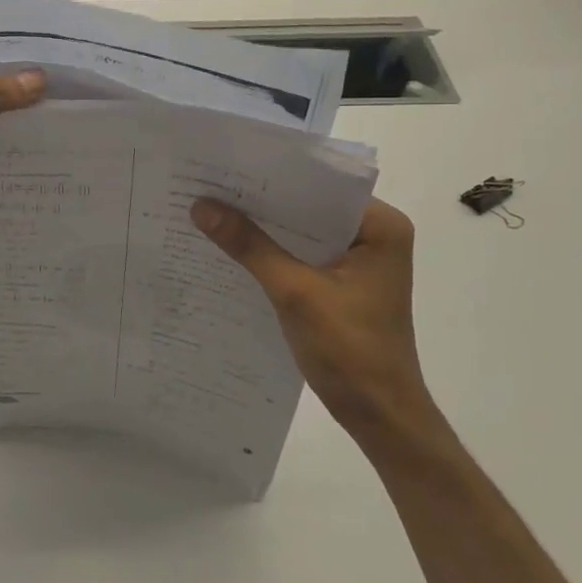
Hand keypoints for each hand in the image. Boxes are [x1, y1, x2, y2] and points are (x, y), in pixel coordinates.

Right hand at [191, 196, 429, 430]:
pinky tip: (233, 248)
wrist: (379, 416)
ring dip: (264, 228)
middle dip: (263, 202)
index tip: (227, 166)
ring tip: (212, 209)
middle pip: (309, 207)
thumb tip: (200, 206)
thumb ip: (249, 246)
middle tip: (209, 184)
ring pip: (302, 232)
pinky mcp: (343, 283)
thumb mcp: (295, 292)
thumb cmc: (349, 349)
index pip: (320, 184)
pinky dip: (272, 253)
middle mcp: (374, 234)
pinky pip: (302, 255)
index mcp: (380, 226)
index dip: (273, 175)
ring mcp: (359, 260)